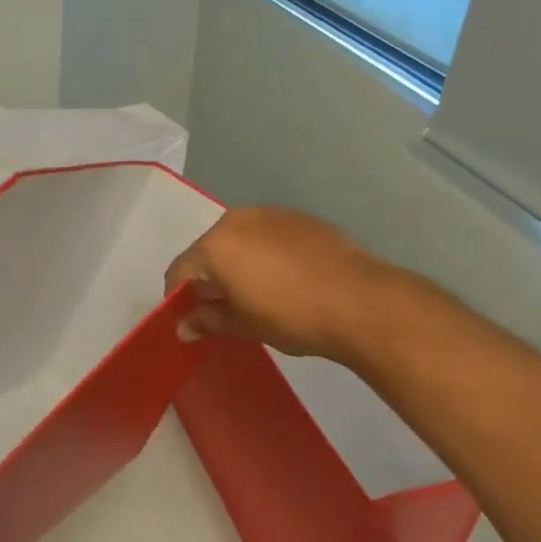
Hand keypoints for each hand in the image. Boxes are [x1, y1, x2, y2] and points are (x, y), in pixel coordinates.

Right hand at [165, 206, 401, 364]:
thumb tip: (182, 327)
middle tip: (222, 306)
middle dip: (208, 276)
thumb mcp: (244, 324)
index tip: (188, 318)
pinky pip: (267, 234)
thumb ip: (208, 320)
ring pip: (238, 239)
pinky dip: (264, 253)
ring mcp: (270, 214)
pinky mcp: (299, 218)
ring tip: (255, 291)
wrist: (361, 301)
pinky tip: (284, 277)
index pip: (180, 270)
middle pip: (208, 249)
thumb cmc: (292, 316)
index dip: (178, 296)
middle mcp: (236, 220)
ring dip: (237, 262)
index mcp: (215, 245)